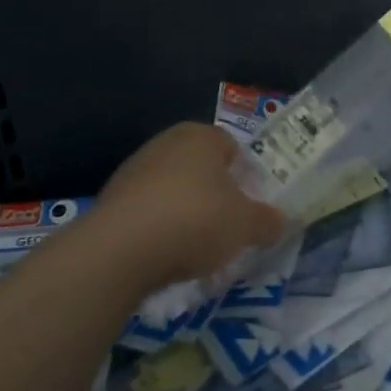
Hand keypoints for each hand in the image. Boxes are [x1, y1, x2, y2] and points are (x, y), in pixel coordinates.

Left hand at [96, 123, 287, 293]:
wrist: (120, 250)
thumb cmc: (195, 220)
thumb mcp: (246, 225)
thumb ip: (267, 221)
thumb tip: (279, 222)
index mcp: (201, 136)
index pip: (232, 147)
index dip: (246, 176)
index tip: (252, 205)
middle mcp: (166, 143)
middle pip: (201, 167)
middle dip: (215, 194)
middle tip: (229, 225)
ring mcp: (134, 169)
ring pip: (173, 189)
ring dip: (185, 212)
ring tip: (197, 247)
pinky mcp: (111, 200)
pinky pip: (147, 211)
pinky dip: (159, 228)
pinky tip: (166, 254)